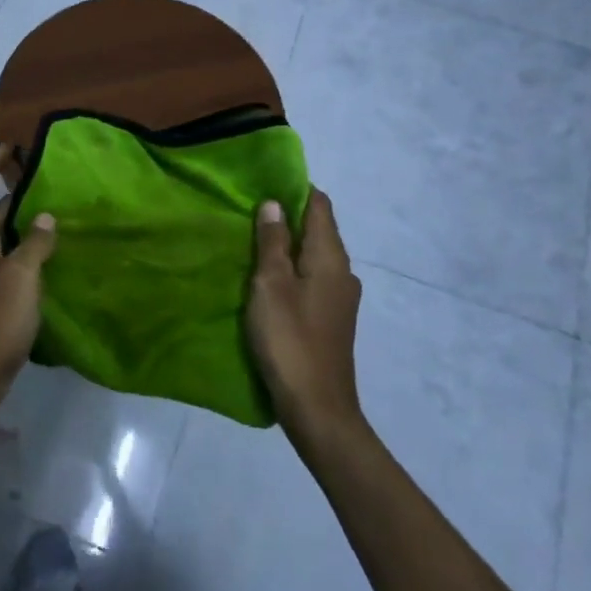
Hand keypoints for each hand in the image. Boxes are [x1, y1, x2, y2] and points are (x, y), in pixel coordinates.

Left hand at [0, 145, 57, 437]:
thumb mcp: (21, 280)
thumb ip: (34, 244)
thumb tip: (44, 216)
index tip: (12, 148)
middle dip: (7, 188)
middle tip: (43, 179)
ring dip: (17, 219)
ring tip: (52, 212)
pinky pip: (2, 260)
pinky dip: (20, 248)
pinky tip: (47, 257)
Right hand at [247, 189, 364, 443]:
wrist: (317, 407)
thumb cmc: (290, 340)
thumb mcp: (270, 285)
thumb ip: (273, 243)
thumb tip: (274, 204)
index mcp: (331, 258)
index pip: (320, 206)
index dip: (295, 189)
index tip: (263, 183)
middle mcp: (342, 273)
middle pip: (318, 230)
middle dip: (288, 216)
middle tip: (248, 210)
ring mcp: (339, 298)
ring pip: (313, 257)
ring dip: (287, 245)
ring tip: (252, 241)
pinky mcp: (330, 319)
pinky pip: (311, 279)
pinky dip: (291, 270)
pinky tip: (266, 279)